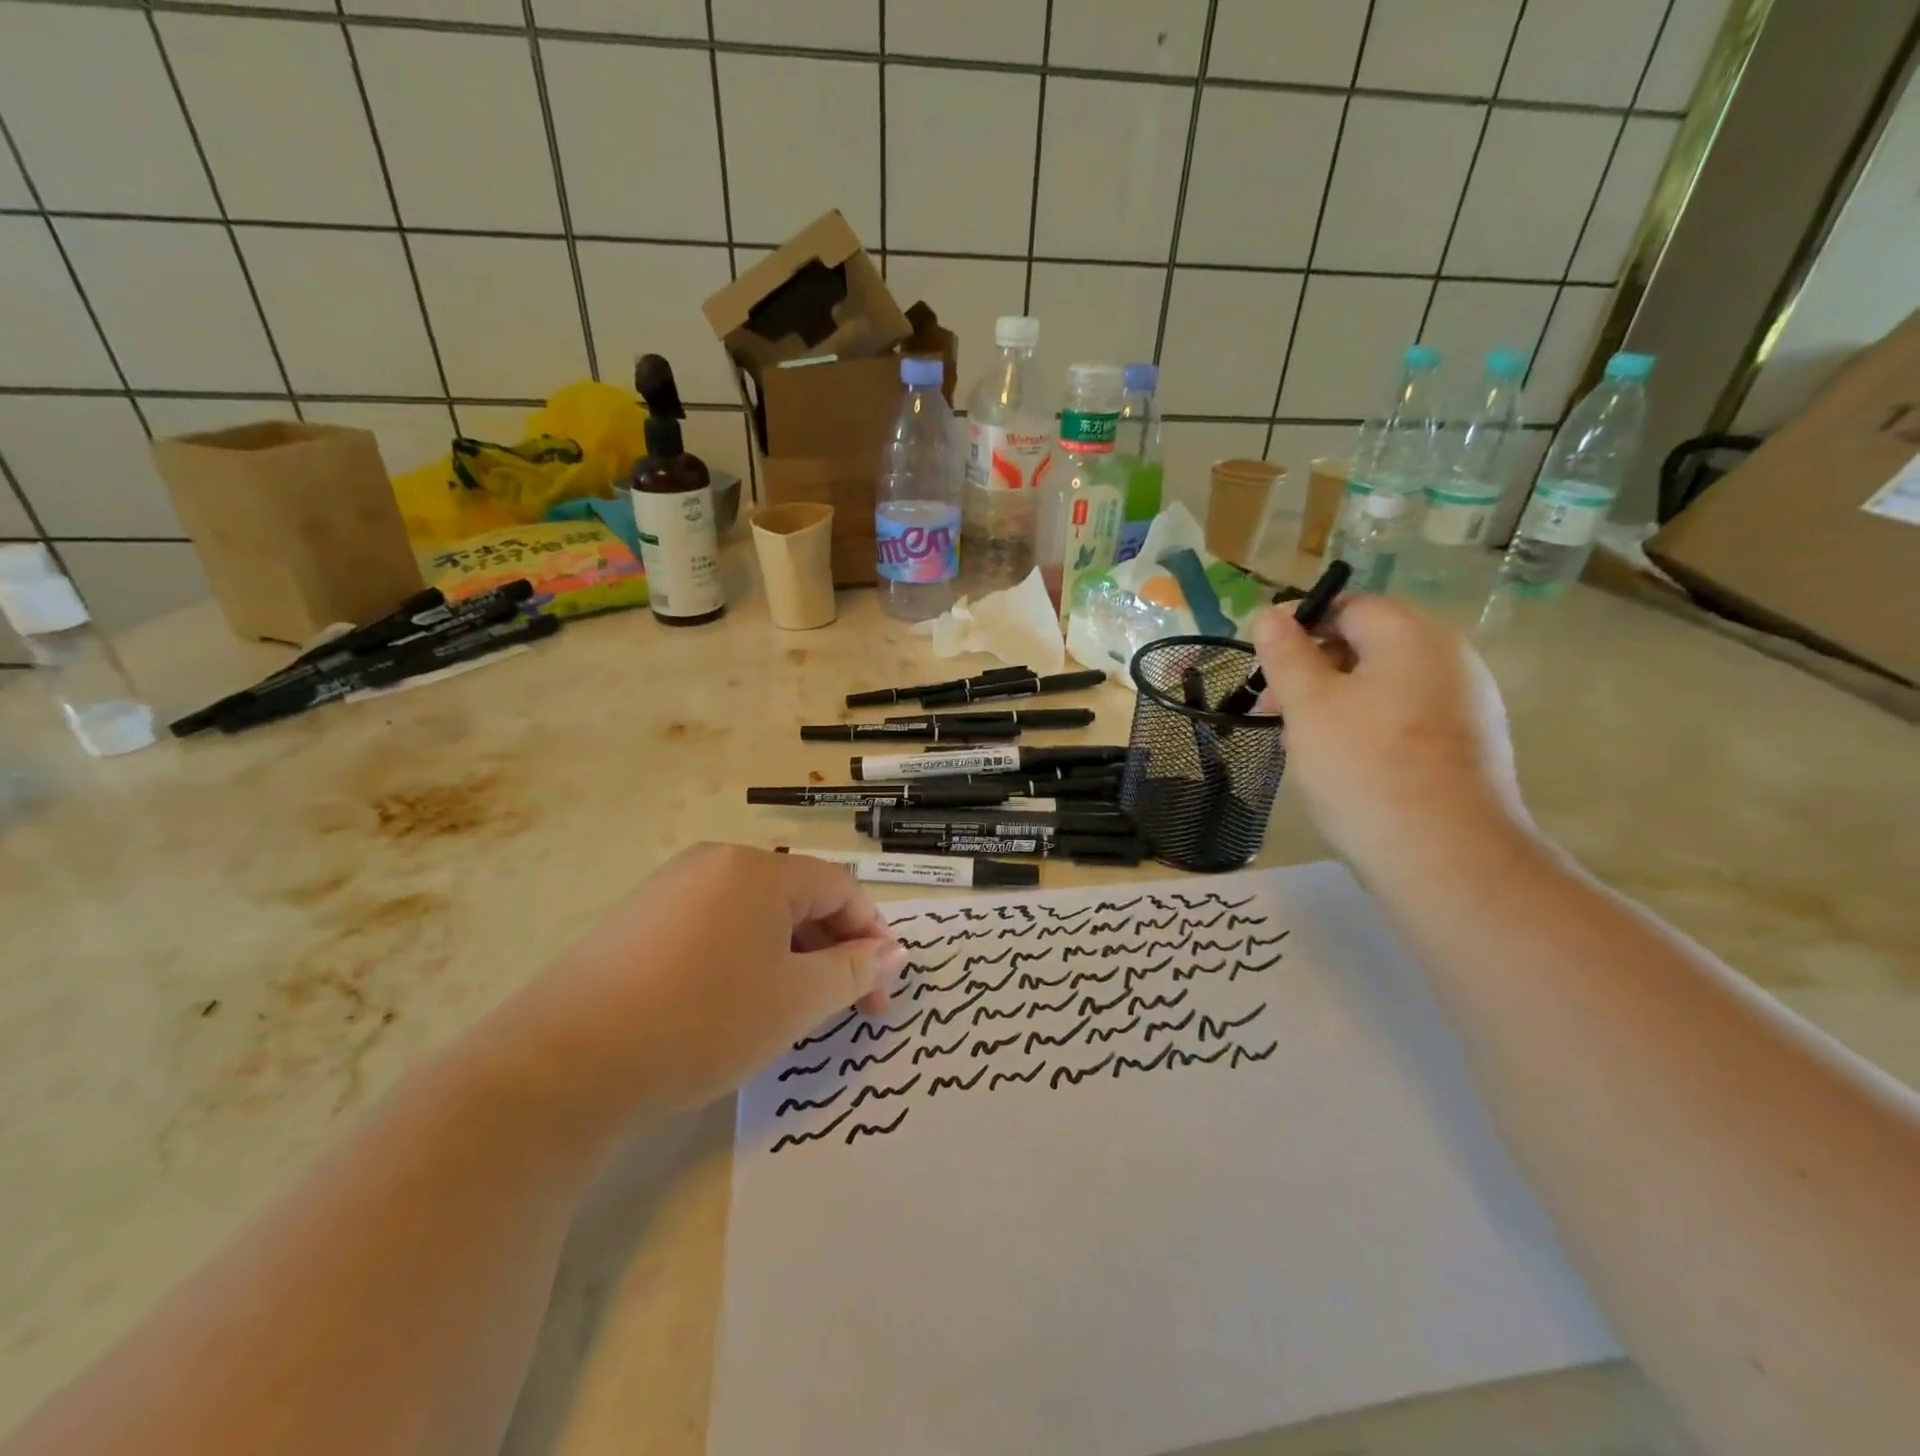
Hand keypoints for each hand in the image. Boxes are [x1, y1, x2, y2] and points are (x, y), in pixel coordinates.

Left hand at [495, 845, 907, 1121]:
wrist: (562, 1064)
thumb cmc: (701, 1021)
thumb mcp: (794, 1001)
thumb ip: (854, 971)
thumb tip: (893, 952)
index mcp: (760, 869)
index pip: (841, 888)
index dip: (872, 935)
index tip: (884, 991)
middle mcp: (717, 863)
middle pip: (799, 897)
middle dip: (834, 950)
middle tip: (847, 1007)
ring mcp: (672, 888)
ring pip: (757, 915)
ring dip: (792, 956)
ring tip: (794, 1010)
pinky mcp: (640, 920)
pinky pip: (716, 927)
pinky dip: (746, 958)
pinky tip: (737, 1003)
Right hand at [1252, 595, 1530, 879]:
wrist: (1447, 857)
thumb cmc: (1365, 768)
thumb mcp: (1309, 705)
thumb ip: (1286, 654)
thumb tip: (1270, 613)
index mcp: (1412, 637)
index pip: (1348, 606)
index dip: (1299, 627)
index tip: (1264, 665)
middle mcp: (1449, 659)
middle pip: (1367, 645)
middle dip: (1312, 672)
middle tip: (1273, 712)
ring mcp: (1466, 704)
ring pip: (1383, 686)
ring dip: (1334, 704)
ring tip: (1301, 746)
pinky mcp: (1469, 745)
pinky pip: (1406, 718)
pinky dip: (1367, 728)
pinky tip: (1343, 767)